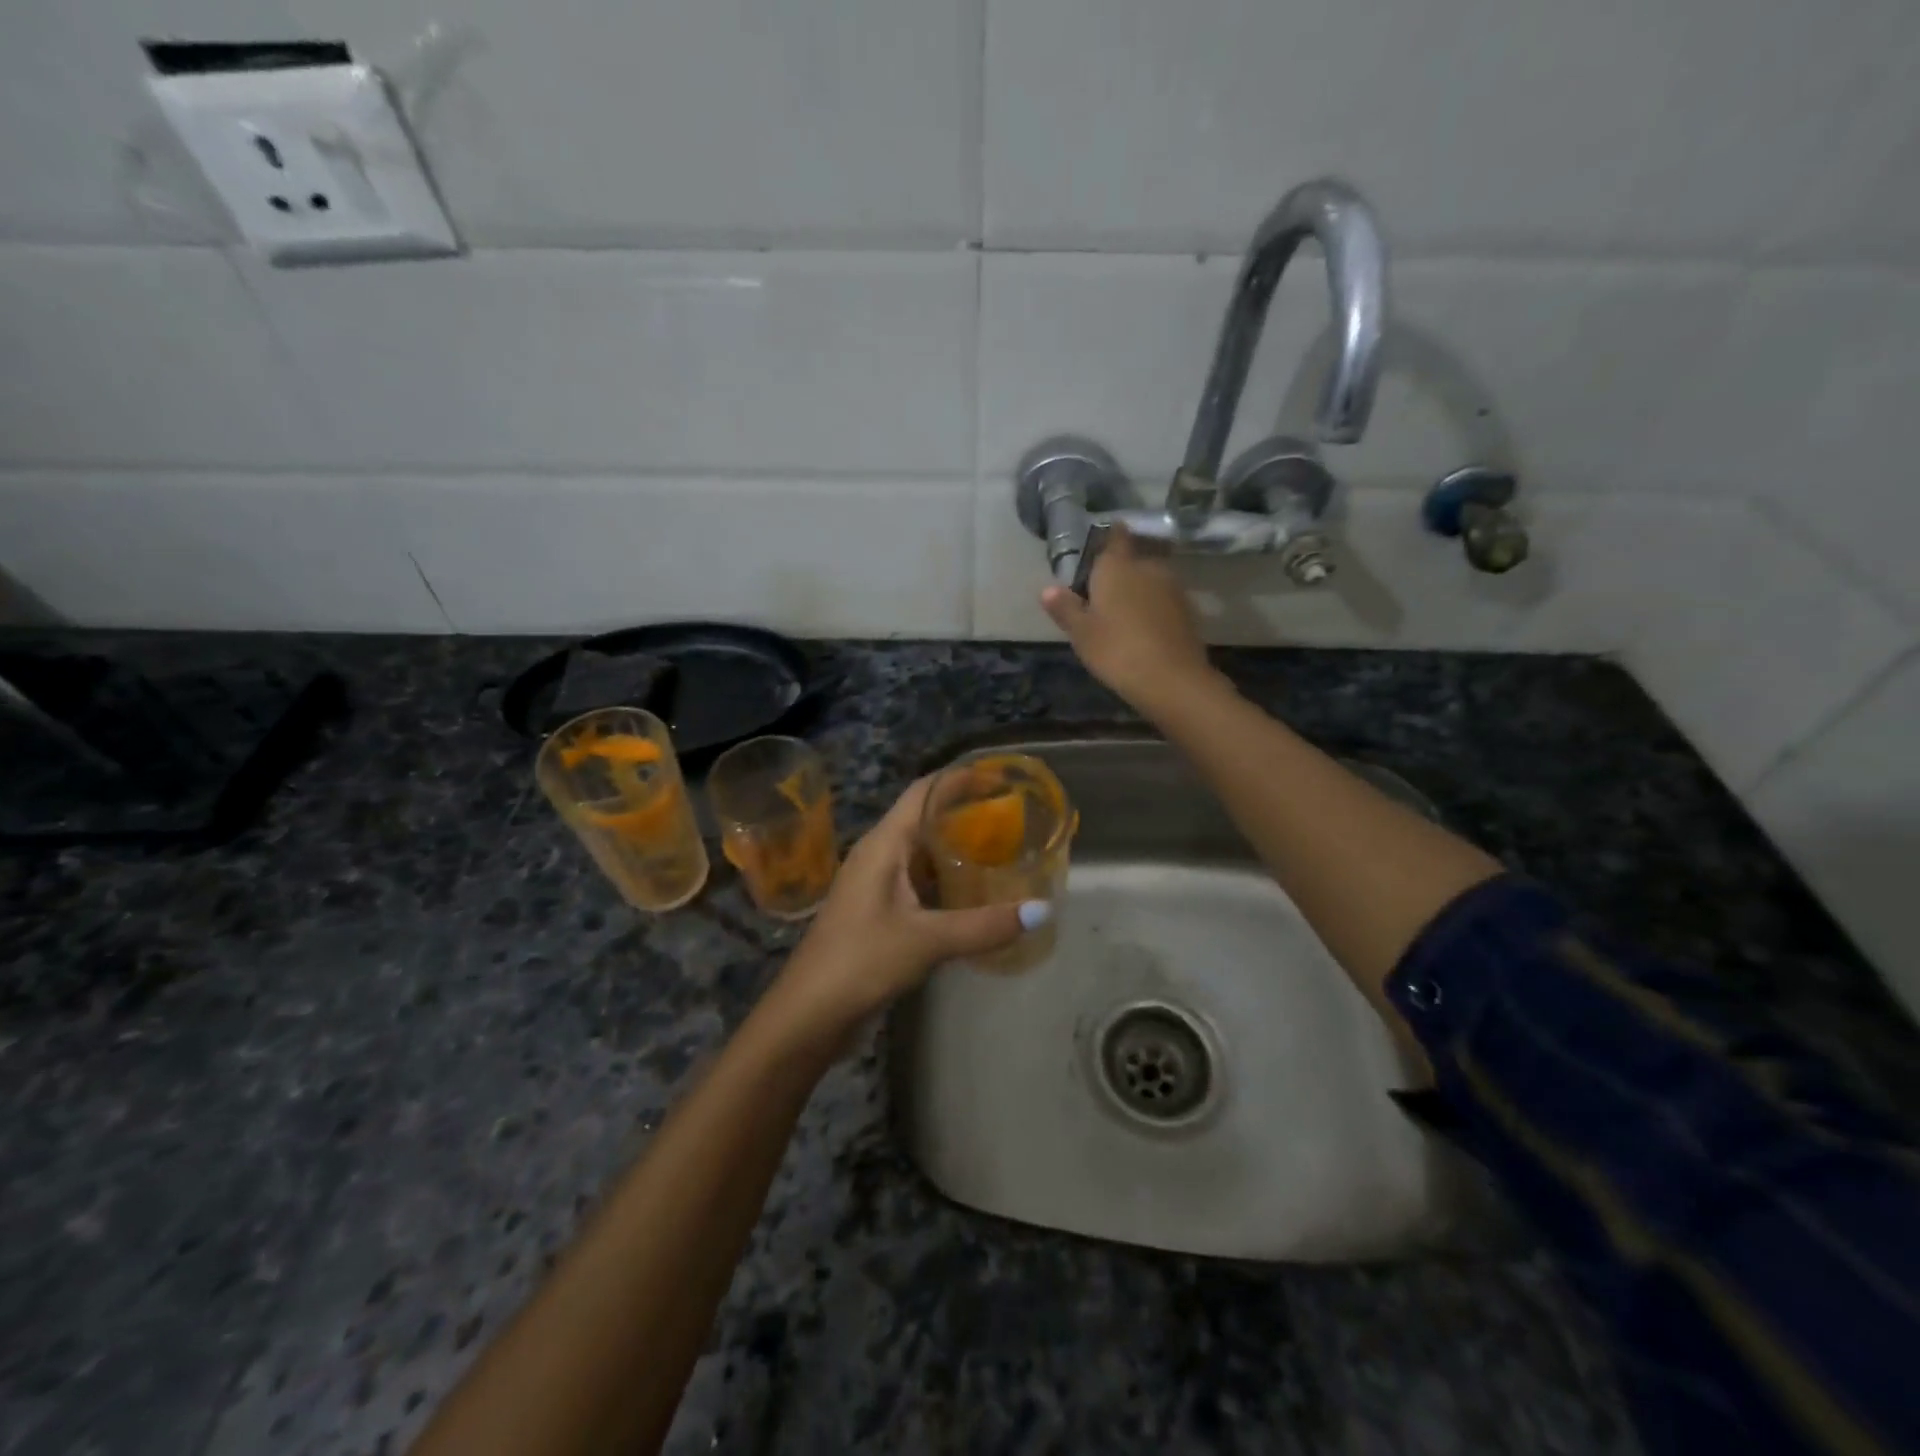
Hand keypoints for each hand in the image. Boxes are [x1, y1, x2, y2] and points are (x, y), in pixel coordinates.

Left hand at [771, 776, 1050, 1033]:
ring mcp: (875, 884)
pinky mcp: (877, 912)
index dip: (958, 779)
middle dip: (964, 813)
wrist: (809, 1013)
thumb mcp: (928, 941)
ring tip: (1002, 849)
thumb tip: (1043, 910)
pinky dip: (945, 880)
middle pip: (923, 818)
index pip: (923, 792)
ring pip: (920, 853)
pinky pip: (917, 882)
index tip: (998, 777)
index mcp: (883, 845)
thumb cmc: (861, 961)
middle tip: (1012, 816)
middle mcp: (877, 855)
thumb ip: (985, 925)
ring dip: (955, 848)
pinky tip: (973, 893)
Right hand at [1040, 524, 1217, 715]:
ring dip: (1140, 587)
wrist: (1171, 679)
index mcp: (1117, 567)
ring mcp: (1172, 587)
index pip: (1115, 537)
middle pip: (1135, 557)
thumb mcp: (1081, 633)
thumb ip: (1065, 608)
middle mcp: (1147, 567)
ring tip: (1123, 609)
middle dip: (1123, 567)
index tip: (1101, 543)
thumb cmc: (1117, 650)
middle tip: (1105, 587)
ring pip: (1151, 577)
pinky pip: (1164, 599)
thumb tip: (1047, 589)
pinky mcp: (1187, 609)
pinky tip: (1144, 626)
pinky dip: (1154, 606)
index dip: (1109, 536)